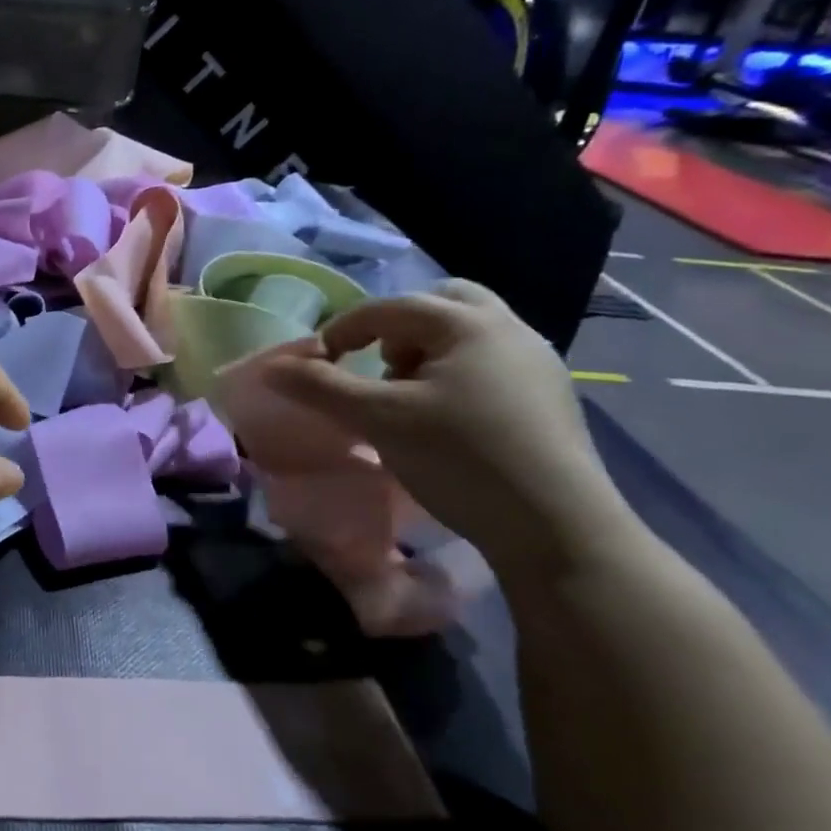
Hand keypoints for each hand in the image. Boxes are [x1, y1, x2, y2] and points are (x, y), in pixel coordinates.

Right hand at [242, 281, 634, 566]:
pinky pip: (491, 362)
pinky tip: (447, 419)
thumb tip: (272, 368)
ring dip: (429, 350)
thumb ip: (320, 388)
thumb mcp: (378, 419)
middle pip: (443, 302)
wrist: (558, 528)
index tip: (318, 362)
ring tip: (409, 396)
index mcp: (467, 323)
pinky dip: (458, 373)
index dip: (343, 329)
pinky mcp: (551, 398)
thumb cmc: (460, 458)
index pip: (389, 307)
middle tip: (380, 364)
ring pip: (471, 332)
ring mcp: (538, 363)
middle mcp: (509, 329)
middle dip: (400, 326)